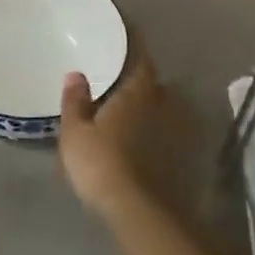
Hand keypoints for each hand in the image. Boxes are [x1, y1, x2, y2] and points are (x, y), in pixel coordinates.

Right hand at [58, 50, 176, 218]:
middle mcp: (162, 105)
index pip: (141, 60)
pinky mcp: (180, 159)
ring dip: (149, 110)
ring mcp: (175, 133)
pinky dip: (154, 135)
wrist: (137, 210)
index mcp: (137, 92)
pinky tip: (139, 143)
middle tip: (119, 84)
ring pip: (162, 111)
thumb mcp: (75, 131)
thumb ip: (75, 101)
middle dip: (140, 84)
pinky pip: (165, 135)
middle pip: (153, 86)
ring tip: (127, 114)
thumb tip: (76, 74)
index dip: (134, 50)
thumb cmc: (100, 161)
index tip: (125, 44)